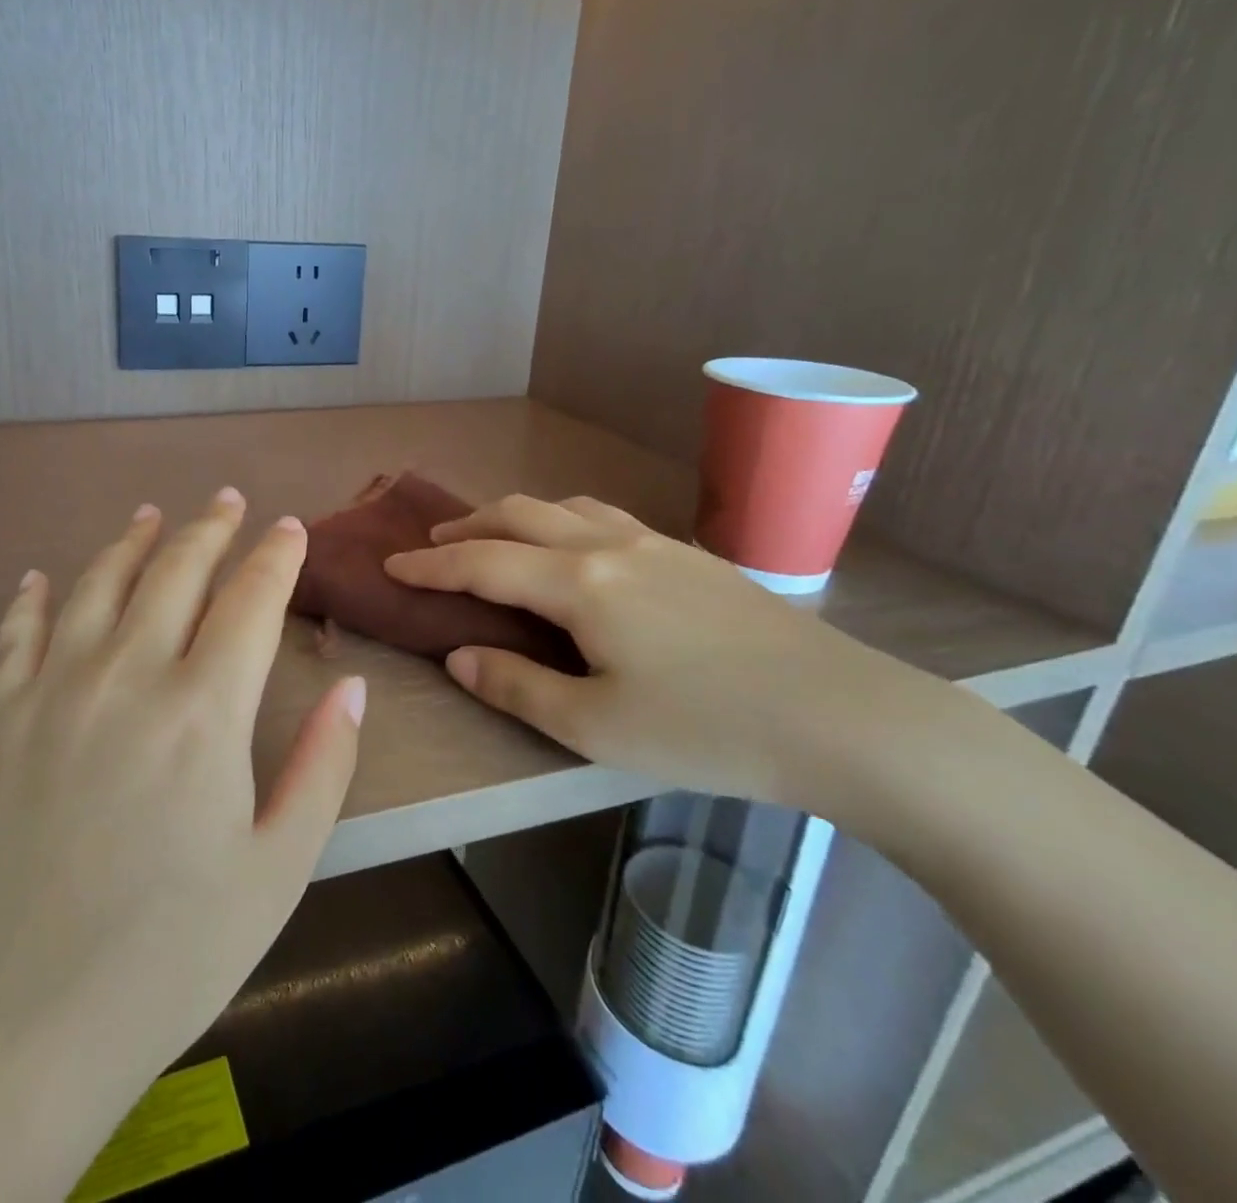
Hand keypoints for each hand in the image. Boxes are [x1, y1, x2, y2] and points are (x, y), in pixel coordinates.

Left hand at [0, 490, 362, 1202]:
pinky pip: (15, 636)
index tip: (289, 528)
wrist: (10, 1030)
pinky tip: (38, 578)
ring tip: (149, 514)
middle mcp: (129, 677)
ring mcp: (53, 692)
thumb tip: (352, 687)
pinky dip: (31, 598)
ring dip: (130, 543)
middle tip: (226, 500)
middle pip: (176, 573)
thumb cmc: (166, 956)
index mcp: (204, 711)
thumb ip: (322, 767)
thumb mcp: (276, 871)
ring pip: (98, 586)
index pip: (251, 601)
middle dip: (209, 529)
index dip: (275, 557)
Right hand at [384, 494, 947, 810]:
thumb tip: (460, 656)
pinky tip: (574, 547)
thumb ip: (516, 687)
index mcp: (580, 584)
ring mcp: (656, 543)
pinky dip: (562, 520)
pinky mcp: (691, 555)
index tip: (391, 564)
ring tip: (495, 538)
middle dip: (467, 528)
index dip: (430, 565)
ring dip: (516, 516)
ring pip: (565, 506)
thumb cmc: (708, 730)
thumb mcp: (594, 727)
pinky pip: (605, 517)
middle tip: (433, 547)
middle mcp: (610, 547)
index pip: (483, 563)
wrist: (845, 718)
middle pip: (519, 515)